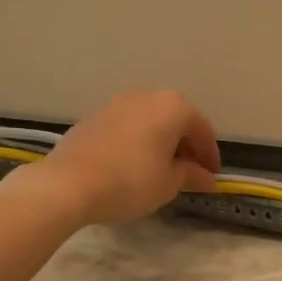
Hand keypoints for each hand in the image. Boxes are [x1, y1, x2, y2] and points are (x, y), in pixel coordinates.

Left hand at [30, 89, 221, 223]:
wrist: (69, 183)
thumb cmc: (131, 181)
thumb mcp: (169, 183)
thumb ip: (192, 175)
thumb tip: (207, 177)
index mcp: (172, 107)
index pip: (202, 130)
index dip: (210, 155)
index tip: (212, 176)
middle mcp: (146, 96)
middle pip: (175, 121)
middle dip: (186, 146)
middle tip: (190, 173)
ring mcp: (116, 104)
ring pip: (150, 122)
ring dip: (161, 142)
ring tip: (162, 170)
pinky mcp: (93, 118)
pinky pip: (127, 128)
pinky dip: (138, 143)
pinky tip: (134, 166)